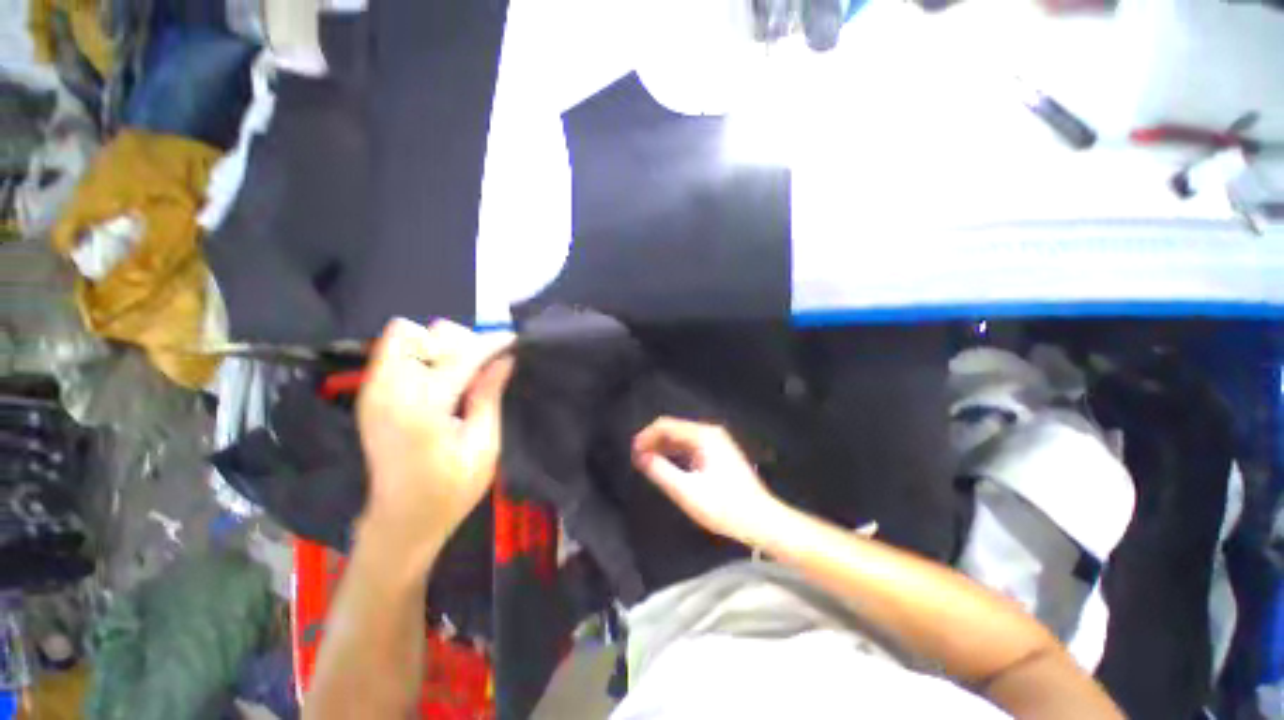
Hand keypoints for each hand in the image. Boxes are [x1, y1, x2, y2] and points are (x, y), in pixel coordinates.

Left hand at [356, 318, 514, 566]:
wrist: (401, 521)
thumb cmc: (450, 490)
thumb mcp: (483, 446)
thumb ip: (489, 396)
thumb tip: (504, 359)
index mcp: (423, 408)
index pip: (461, 354)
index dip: (491, 342)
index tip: (513, 341)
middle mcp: (391, 391)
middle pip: (428, 335)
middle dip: (463, 342)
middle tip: (485, 367)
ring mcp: (373, 391)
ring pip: (405, 336)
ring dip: (439, 345)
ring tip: (460, 372)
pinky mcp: (369, 396)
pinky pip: (392, 352)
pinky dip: (419, 353)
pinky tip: (438, 377)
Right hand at [632, 418, 782, 545]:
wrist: (762, 520)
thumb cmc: (725, 506)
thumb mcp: (687, 491)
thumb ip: (661, 471)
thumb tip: (640, 456)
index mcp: (703, 435)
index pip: (666, 425)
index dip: (646, 436)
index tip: (632, 452)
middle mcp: (710, 432)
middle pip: (674, 429)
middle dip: (653, 441)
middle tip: (637, 459)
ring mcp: (717, 442)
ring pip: (682, 438)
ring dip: (663, 448)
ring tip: (647, 463)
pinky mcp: (719, 453)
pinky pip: (691, 446)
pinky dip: (676, 454)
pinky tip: (667, 466)